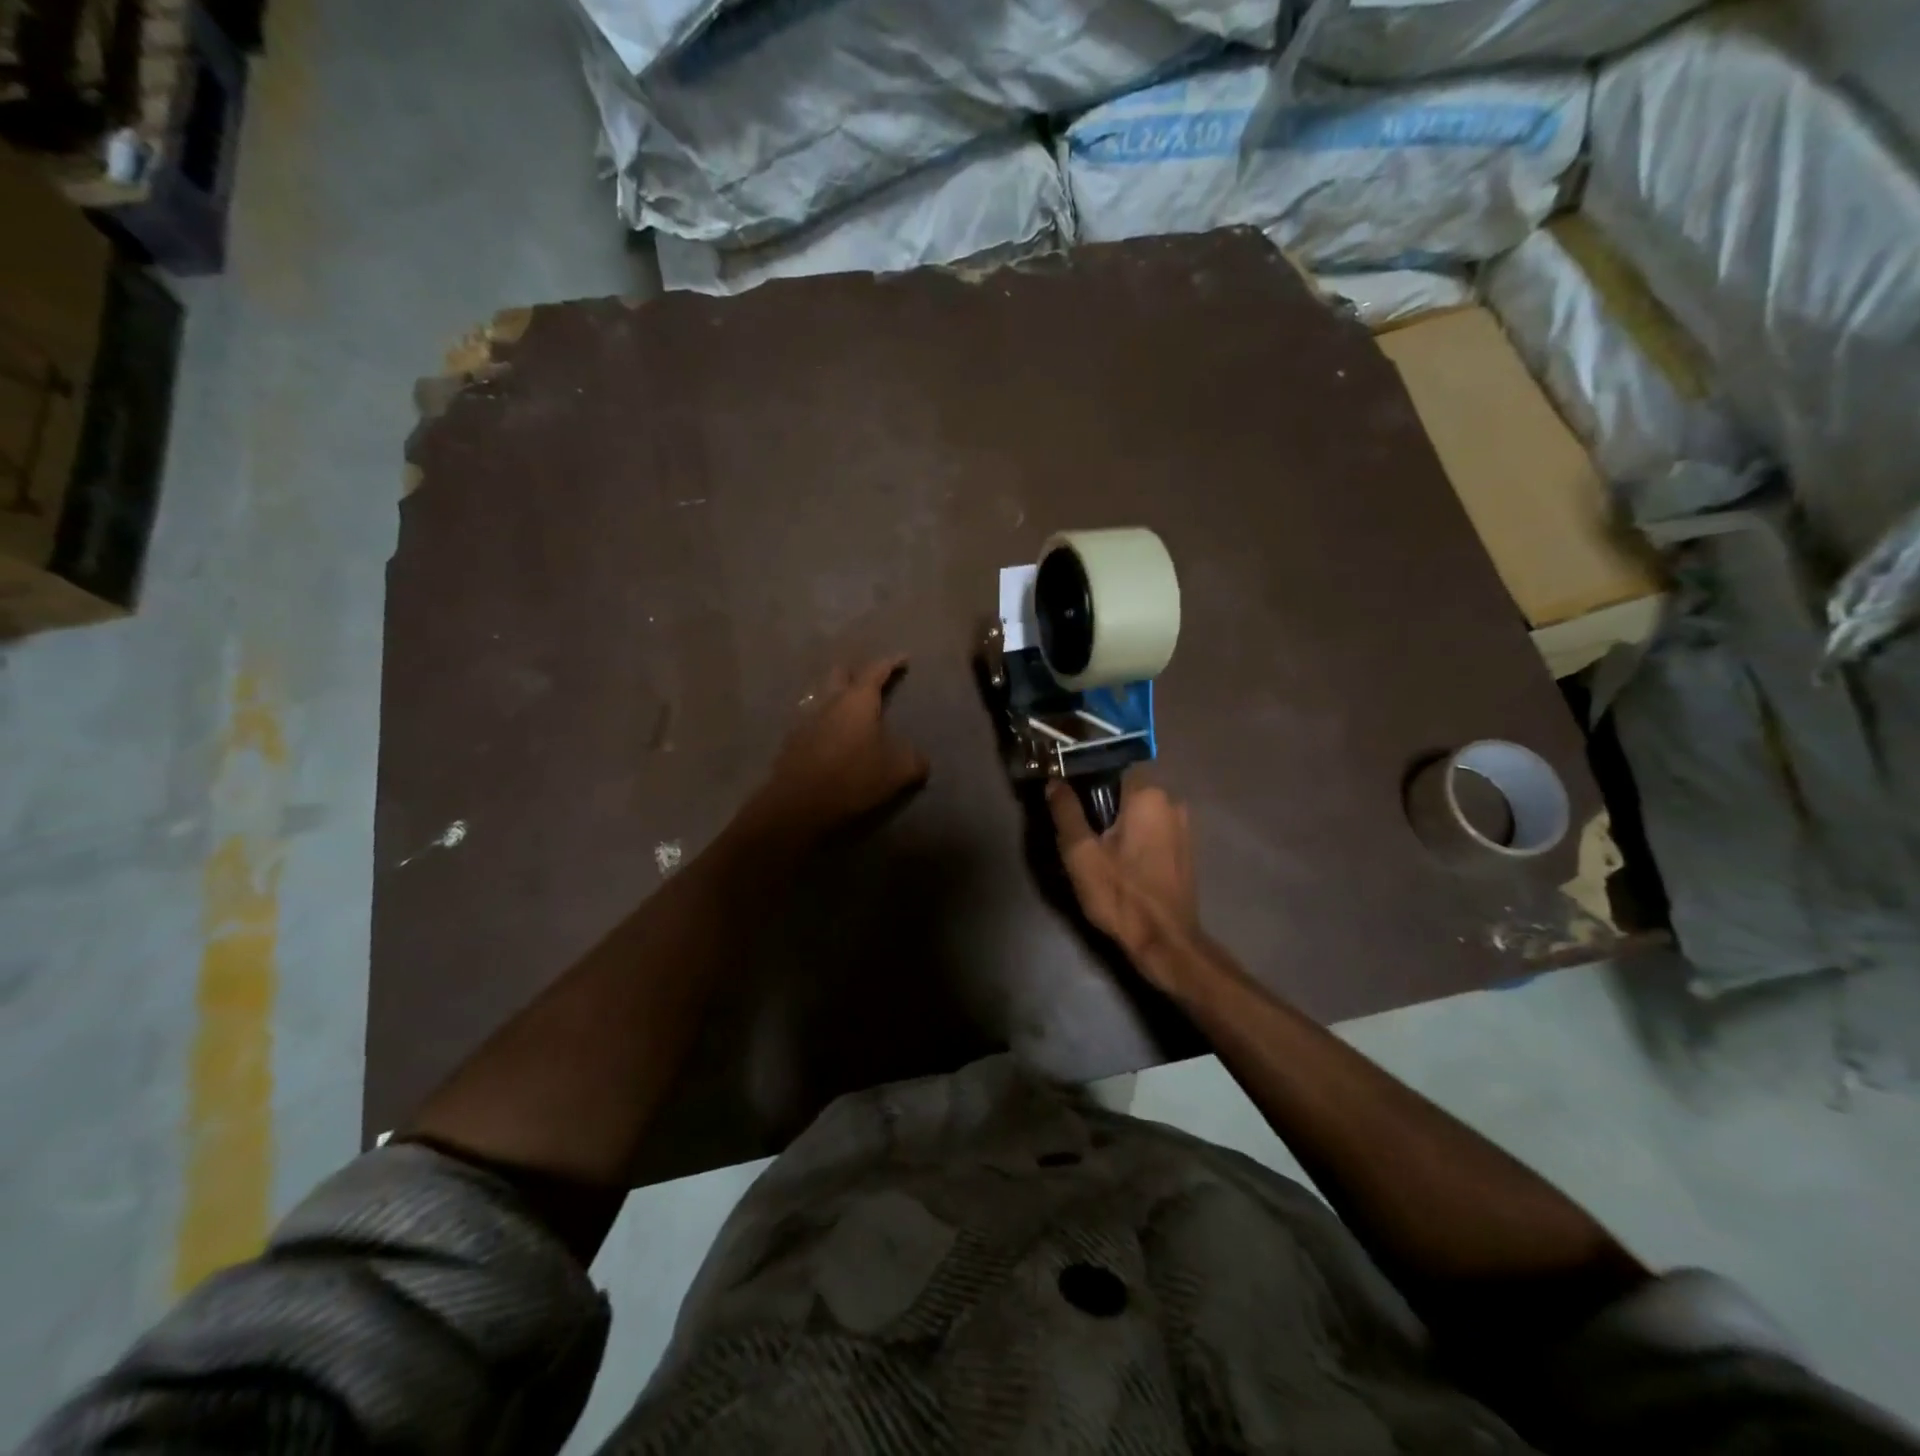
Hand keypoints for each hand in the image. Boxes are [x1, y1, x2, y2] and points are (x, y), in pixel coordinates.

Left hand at [747, 656, 928, 841]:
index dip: (892, 662)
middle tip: (870, 680)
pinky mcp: (792, 740)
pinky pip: (810, 720)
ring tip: (849, 709)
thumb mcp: (898, 771)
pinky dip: (823, 722)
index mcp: (858, 700)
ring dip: (836, 696)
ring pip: (822, 695)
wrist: (800, 803)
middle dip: (856, 672)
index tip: (904, 658)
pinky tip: (830, 737)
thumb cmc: (854, 778)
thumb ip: (914, 760)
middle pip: (840, 673)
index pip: (877, 670)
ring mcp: (806, 719)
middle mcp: (830, 701)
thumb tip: (920, 759)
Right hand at [1047, 777, 1199, 966]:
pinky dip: (1135, 837)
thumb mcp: (1081, 853)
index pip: (1110, 768)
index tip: (1068, 801)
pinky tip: (1120, 862)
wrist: (1164, 942)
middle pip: (1125, 790)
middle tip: (1079, 833)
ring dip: (1118, 823)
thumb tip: (1054, 782)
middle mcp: (1172, 801)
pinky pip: (1153, 829)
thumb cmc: (1120, 893)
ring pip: (1139, 812)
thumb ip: (1066, 811)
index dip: (1085, 781)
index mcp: (1148, 794)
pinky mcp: (1185, 849)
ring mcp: (1184, 826)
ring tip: (1097, 850)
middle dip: (1101, 805)